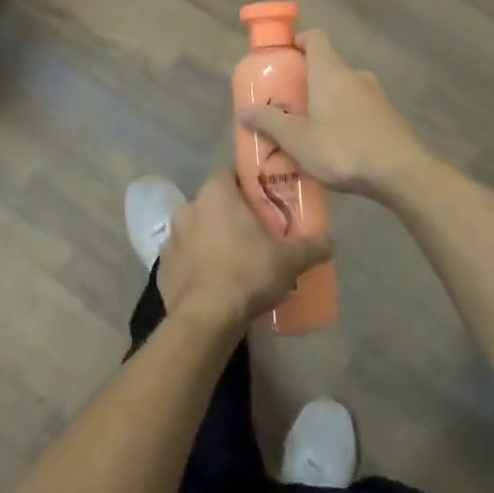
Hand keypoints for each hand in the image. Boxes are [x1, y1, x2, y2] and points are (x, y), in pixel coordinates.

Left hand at [159, 170, 332, 334]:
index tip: (261, 201)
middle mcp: (188, 208)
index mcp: (215, 194)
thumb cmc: (247, 273)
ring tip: (234, 262)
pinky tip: (214, 284)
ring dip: (211, 239)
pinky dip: (197, 265)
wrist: (205, 319)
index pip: (227, 173)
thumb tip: (330, 241)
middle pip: (212, 202)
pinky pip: (185, 258)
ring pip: (196, 230)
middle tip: (253, 234)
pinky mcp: (162, 267)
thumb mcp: (289, 260)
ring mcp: (171, 238)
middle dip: (229, 214)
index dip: (244, 184)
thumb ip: (311, 246)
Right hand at [236, 30, 431, 202]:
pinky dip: (344, 118)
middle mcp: (355, 75)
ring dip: (326, 102)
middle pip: (326, 66)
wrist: (402, 172)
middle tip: (286, 104)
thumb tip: (244, 110)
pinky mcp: (388, 117)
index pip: (315, 37)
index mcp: (330, 71)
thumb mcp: (298, 139)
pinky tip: (336, 146)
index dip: (297, 41)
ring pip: (344, 89)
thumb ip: (270, 123)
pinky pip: (358, 109)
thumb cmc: (343, 148)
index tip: (282, 58)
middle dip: (306, 80)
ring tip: (308, 130)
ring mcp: (376, 95)